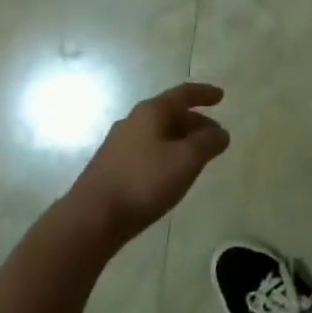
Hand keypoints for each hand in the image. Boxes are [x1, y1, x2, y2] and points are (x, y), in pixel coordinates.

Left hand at [67, 83, 229, 248]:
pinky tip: (169, 174)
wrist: (90, 219)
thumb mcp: (186, 160)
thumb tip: (221, 133)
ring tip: (195, 157)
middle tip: (213, 137)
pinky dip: (164, 154)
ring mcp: (118, 144)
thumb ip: (208, 143)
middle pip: (170, 114)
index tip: (221, 96)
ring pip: (157, 134)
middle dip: (195, 122)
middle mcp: (133, 121)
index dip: (204, 93)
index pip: (183, 93)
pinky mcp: (110, 168)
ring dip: (180, 140)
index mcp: (151, 112)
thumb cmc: (143, 181)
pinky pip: (146, 151)